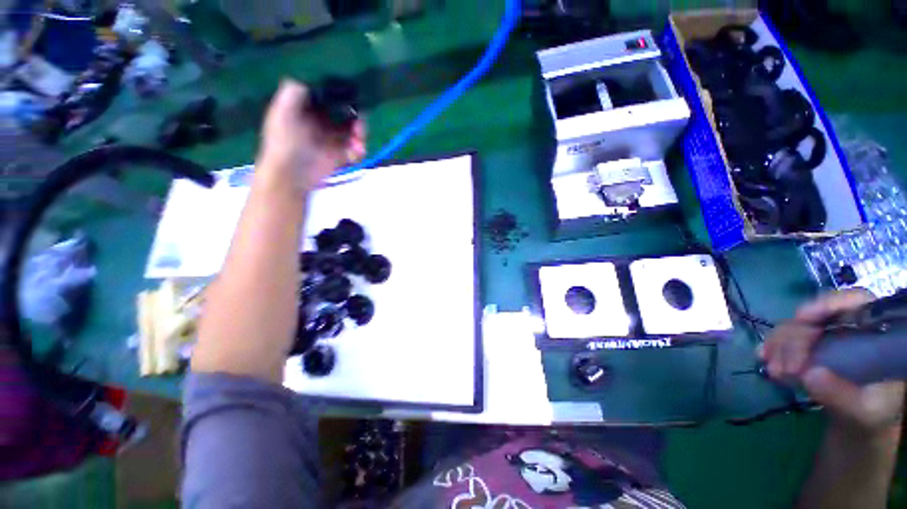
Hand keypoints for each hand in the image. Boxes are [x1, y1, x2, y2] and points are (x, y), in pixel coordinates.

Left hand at [257, 79, 365, 190]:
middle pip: (346, 115)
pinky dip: (360, 151)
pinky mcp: (340, 157)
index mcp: (308, 111)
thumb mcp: (282, 112)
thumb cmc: (284, 143)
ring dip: (361, 135)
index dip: (341, 97)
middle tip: (360, 123)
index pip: (329, 99)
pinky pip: (356, 151)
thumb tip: (310, 81)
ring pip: (354, 133)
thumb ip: (293, 93)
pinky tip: (357, 152)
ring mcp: (332, 141)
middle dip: (357, 117)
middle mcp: (321, 123)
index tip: (352, 97)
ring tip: (360, 142)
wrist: (291, 175)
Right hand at [760, 289, 904, 432]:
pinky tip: (764, 358)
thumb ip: (843, 394)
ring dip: (780, 345)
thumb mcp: (866, 410)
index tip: (802, 317)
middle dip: (794, 338)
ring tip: (773, 370)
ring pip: (796, 325)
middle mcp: (851, 324)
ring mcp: (828, 333)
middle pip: (817, 316)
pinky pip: (786, 337)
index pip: (855, 300)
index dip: (827, 303)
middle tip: (783, 368)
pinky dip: (773, 347)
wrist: (865, 419)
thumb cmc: (875, 412)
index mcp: (876, 330)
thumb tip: (809, 374)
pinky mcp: (810, 344)